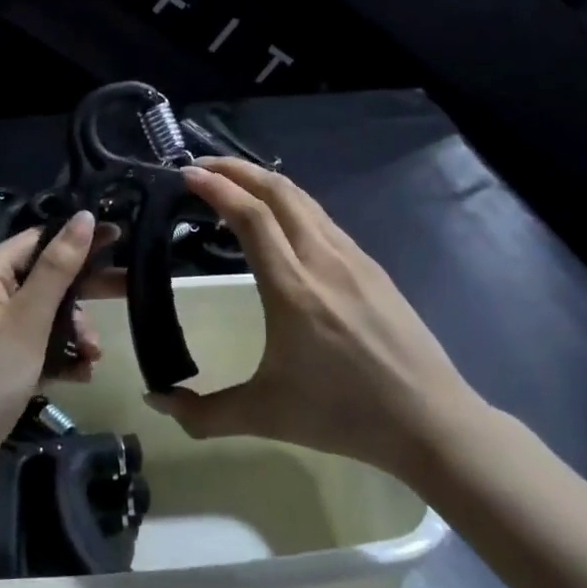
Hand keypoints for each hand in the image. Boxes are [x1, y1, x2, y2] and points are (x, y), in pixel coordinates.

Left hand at [0, 213, 109, 518]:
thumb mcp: (27, 320)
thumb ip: (58, 268)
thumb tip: (84, 215)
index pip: (39, 239)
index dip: (78, 238)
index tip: (121, 237)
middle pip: (45, 277)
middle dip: (84, 291)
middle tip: (128, 289)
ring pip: (45, 315)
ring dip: (73, 331)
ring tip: (94, 354)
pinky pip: (36, 345)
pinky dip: (59, 355)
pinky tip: (82, 373)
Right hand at [147, 158, 479, 480]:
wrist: (431, 421)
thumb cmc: (344, 415)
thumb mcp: (266, 417)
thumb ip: (203, 414)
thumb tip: (155, 400)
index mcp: (292, 288)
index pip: (251, 216)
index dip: (217, 187)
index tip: (187, 173)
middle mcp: (322, 259)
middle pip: (278, 190)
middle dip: (236, 169)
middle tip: (203, 166)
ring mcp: (352, 258)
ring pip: (303, 199)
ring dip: (264, 181)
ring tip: (236, 184)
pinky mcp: (371, 266)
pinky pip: (322, 218)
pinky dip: (290, 203)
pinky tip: (281, 221)